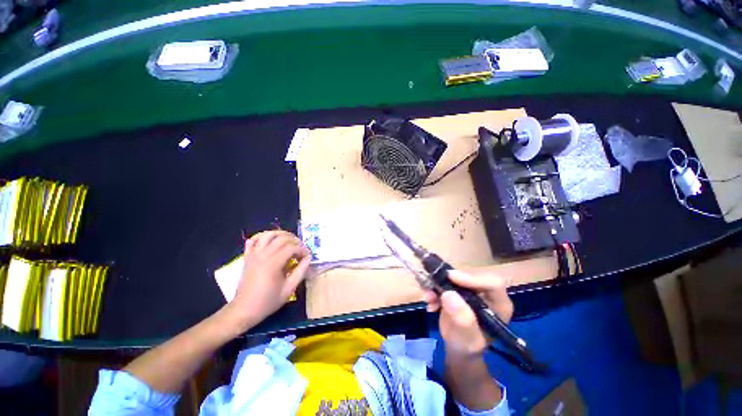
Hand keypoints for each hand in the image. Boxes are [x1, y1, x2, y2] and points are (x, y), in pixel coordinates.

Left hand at [224, 230, 310, 331]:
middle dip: (295, 241)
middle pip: (282, 238)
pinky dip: (263, 236)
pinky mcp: (247, 256)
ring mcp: (254, 254)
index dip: (302, 250)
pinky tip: (271, 240)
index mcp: (273, 263)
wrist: (244, 310)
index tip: (307, 256)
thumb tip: (309, 258)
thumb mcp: (289, 289)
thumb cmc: (268, 301)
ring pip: (268, 234)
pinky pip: (253, 239)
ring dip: (281, 234)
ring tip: (289, 240)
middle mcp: (263, 255)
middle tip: (301, 249)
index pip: (292, 248)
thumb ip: (301, 271)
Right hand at [423, 269, 512, 356]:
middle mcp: (486, 292)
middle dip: (449, 280)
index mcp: (499, 304)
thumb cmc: (468, 346)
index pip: (492, 283)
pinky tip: (429, 301)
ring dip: (438, 283)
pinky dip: (434, 288)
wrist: (457, 347)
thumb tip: (449, 294)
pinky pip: (443, 281)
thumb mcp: (469, 340)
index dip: (472, 278)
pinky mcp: (456, 288)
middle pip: (470, 276)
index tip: (451, 277)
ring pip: (454, 277)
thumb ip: (463, 320)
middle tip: (433, 285)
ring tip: (429, 297)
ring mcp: (470, 289)